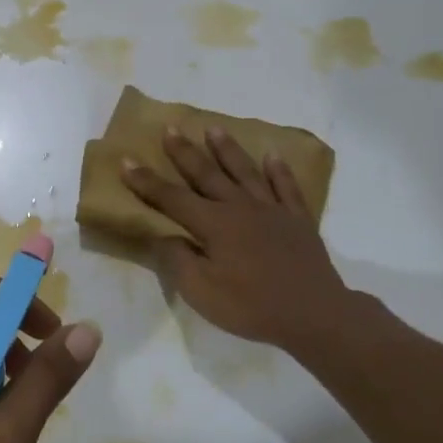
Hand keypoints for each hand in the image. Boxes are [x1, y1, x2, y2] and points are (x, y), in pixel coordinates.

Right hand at [124, 127, 370, 353]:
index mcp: (213, 224)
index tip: (127, 160)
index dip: (146, 181)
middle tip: (170, 128)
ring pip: (244, 172)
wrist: (314, 315)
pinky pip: (286, 187)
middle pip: (207, 174)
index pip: (171, 198)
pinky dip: (278, 170)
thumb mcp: (200, 291)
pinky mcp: (298, 220)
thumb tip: (163, 235)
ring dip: (227, 150)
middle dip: (185, 152)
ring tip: (213, 129)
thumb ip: (177, 259)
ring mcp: (272, 210)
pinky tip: (273, 156)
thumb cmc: (250, 306)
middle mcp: (240, 207)